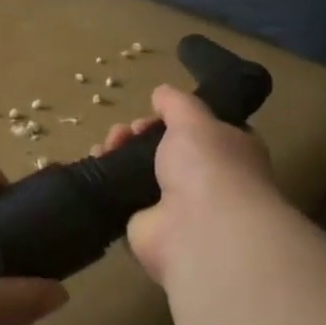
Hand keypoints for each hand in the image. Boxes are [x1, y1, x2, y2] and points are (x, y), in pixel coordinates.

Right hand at [94, 85, 279, 286]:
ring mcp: (176, 207)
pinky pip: (123, 197)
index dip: (174, 118)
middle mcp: (206, 180)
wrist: (200, 232)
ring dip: (120, 153)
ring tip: (107, 144)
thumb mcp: (194, 119)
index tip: (153, 112)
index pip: (201, 130)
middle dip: (140, 135)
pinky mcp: (147, 227)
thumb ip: (176, 104)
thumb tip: (161, 93)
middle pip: (165, 150)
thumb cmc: (209, 166)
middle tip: (126, 131)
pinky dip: (107, 180)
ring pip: (142, 172)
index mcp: (230, 152)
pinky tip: (95, 162)